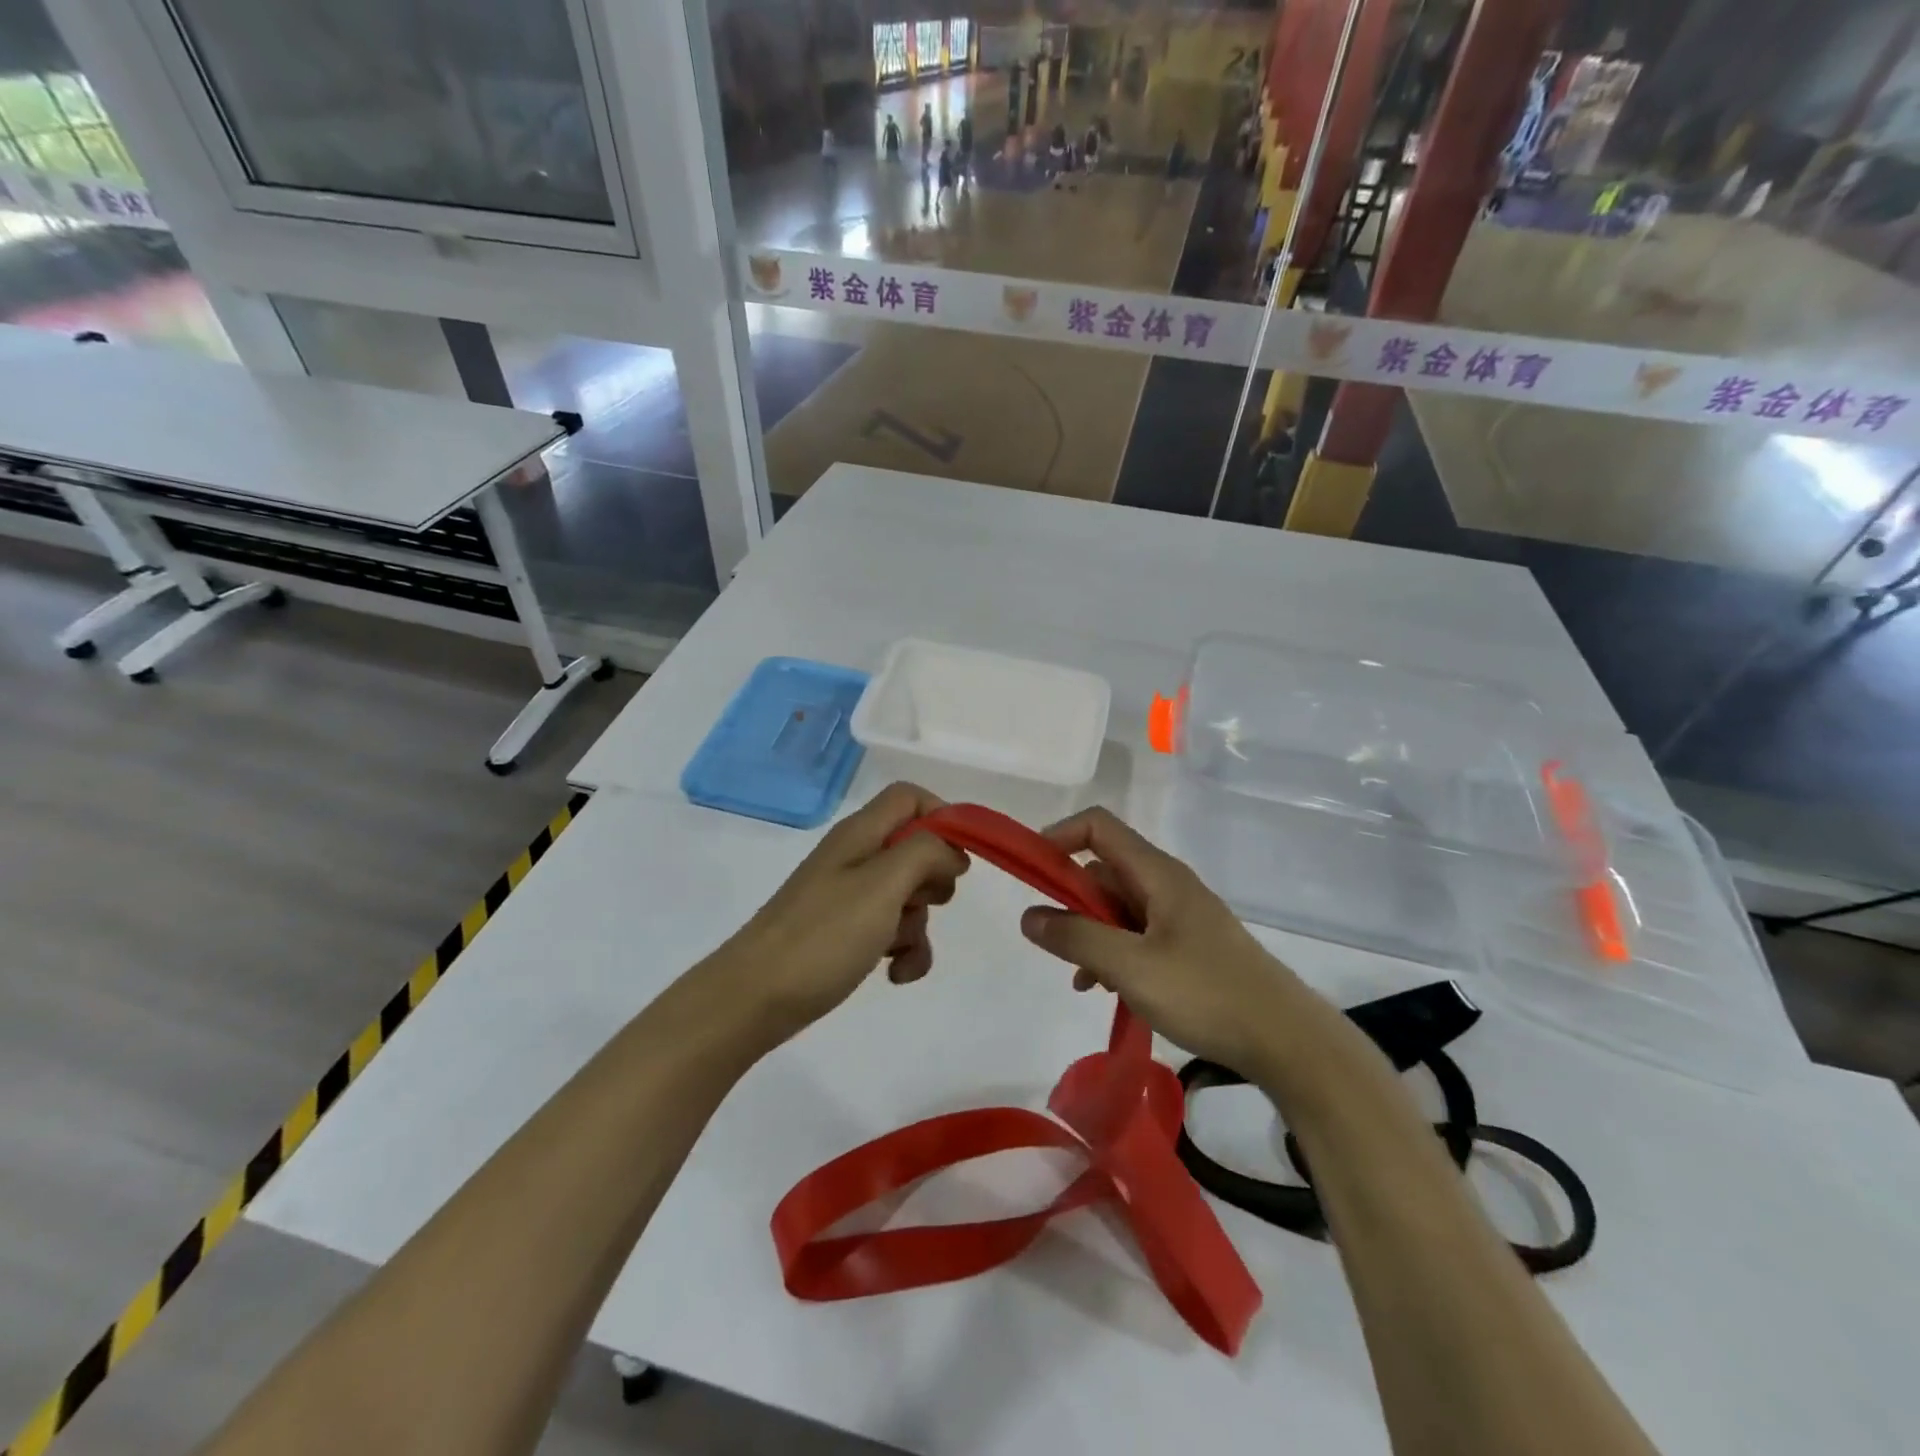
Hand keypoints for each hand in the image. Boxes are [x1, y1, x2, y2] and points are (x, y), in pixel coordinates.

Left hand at [721, 783, 968, 1042]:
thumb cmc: (823, 935)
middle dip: (934, 880)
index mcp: (860, 834)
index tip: (958, 859)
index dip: (941, 818)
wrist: (754, 998)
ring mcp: (847, 896)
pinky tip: (895, 975)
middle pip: (914, 848)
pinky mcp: (843, 932)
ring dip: (919, 925)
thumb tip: (951, 852)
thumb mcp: (883, 885)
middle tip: (929, 903)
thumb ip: (925, 853)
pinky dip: (903, 950)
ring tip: (904, 954)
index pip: (910, 797)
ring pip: (907, 895)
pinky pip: (889, 929)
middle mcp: (854, 857)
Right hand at [1019, 807, 1313, 1075]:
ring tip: (1081, 979)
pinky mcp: (1188, 946)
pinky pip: (1137, 935)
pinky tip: (1106, 991)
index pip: (1098, 827)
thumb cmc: (1206, 993)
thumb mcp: (1131, 967)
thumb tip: (1029, 914)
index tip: (1030, 871)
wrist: (1286, 1040)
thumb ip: (1076, 938)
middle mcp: (1167, 885)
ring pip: (1118, 908)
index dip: (1059, 837)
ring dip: (1091, 934)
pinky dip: (1114, 953)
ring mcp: (1180, 916)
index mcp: (1157, 874)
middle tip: (1054, 941)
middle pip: (1104, 870)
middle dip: (1072, 899)